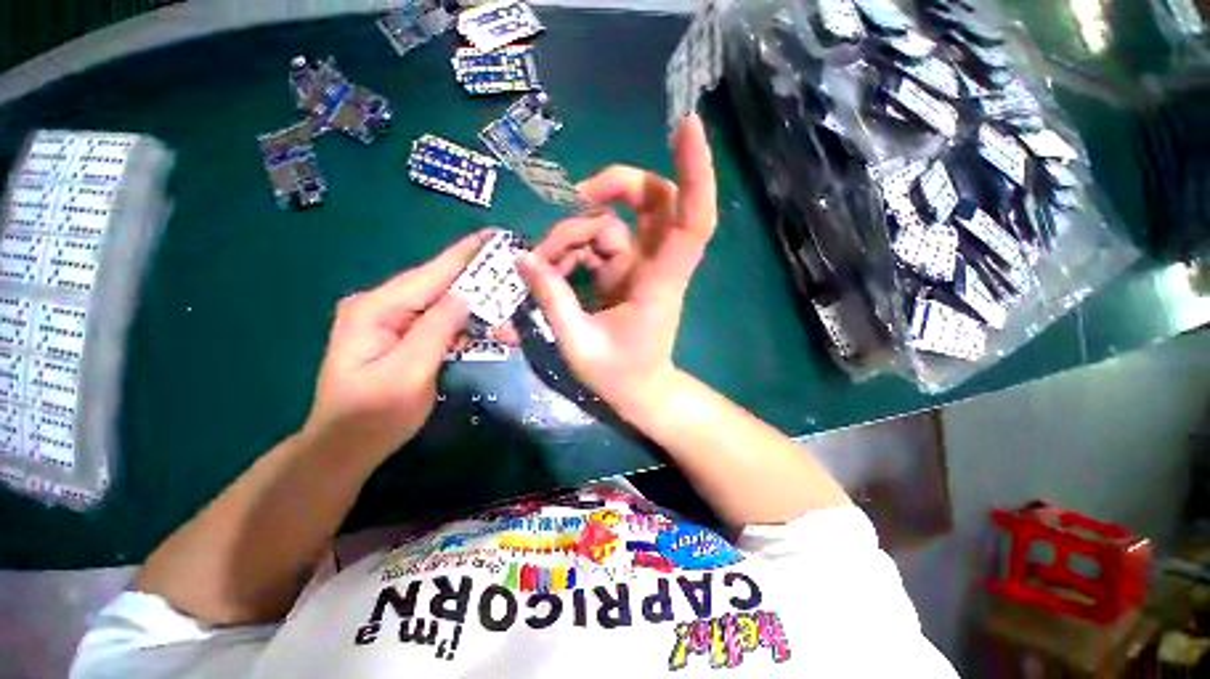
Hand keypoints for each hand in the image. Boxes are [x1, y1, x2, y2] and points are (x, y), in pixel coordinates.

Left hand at [301, 231, 487, 461]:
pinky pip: (441, 322)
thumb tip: (465, 296)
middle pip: (440, 286)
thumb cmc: (373, 417)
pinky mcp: (404, 335)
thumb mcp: (407, 375)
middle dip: (481, 287)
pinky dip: (467, 327)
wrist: (344, 448)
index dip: (465, 254)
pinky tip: (489, 331)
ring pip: (445, 305)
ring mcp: (392, 320)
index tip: (495, 235)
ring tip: (509, 319)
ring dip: (479, 312)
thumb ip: (436, 331)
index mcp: (376, 309)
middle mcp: (382, 306)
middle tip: (516, 281)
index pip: (430, 274)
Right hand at [517, 115, 717, 413]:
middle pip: (654, 200)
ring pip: (614, 221)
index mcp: (659, 282)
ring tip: (543, 266)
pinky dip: (571, 249)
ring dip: (574, 233)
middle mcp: (655, 264)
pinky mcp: (623, 271)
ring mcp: (639, 265)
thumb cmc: (621, 376)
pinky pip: (597, 242)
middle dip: (617, 186)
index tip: (688, 125)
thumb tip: (523, 258)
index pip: (692, 220)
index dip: (695, 173)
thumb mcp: (579, 345)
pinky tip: (550, 270)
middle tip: (578, 196)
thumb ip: (553, 301)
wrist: (641, 392)